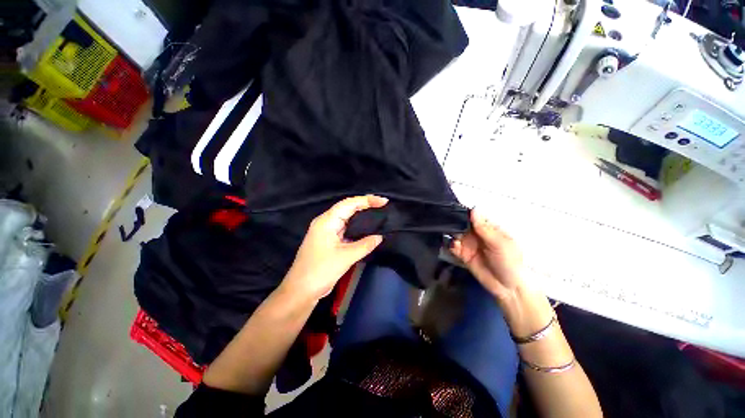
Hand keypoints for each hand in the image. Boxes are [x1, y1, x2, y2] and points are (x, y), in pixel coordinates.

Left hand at [283, 195, 387, 300]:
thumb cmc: (320, 271)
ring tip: (378, 214)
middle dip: (365, 205)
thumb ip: (365, 245)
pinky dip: (357, 228)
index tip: (383, 201)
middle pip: (348, 208)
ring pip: (347, 219)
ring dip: (362, 216)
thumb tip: (380, 237)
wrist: (300, 291)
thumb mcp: (345, 257)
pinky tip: (367, 229)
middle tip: (383, 206)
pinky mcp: (329, 241)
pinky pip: (345, 229)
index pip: (349, 204)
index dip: (367, 200)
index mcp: (327, 221)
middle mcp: (326, 222)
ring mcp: (327, 232)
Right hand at [450, 210, 524, 301]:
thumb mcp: (499, 244)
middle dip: (453, 222)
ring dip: (451, 233)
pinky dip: (451, 245)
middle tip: (445, 221)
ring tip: (450, 235)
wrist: (508, 288)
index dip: (463, 212)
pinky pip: (453, 247)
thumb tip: (473, 209)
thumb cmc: (510, 262)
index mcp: (488, 228)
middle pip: (461, 223)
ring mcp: (469, 244)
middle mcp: (476, 234)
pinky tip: (454, 247)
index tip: (452, 208)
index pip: (473, 216)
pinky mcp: (463, 254)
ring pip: (455, 234)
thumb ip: (484, 228)